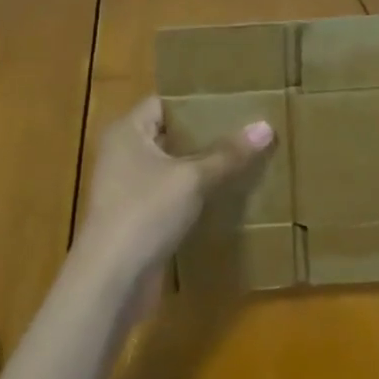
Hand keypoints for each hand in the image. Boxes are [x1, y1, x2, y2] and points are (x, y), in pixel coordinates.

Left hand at [72, 97, 274, 290]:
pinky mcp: (138, 218)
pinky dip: (195, 193)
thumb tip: (266, 126)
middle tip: (246, 126)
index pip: (164, 102)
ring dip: (202, 165)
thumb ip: (228, 154)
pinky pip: (172, 195)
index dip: (197, 101)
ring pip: (172, 167)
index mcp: (128, 131)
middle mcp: (123, 153)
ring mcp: (128, 188)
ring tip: (243, 156)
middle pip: (170, 134)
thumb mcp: (192, 178)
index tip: (234, 100)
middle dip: (206, 133)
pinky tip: (226, 193)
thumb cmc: (146, 211)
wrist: (112, 279)